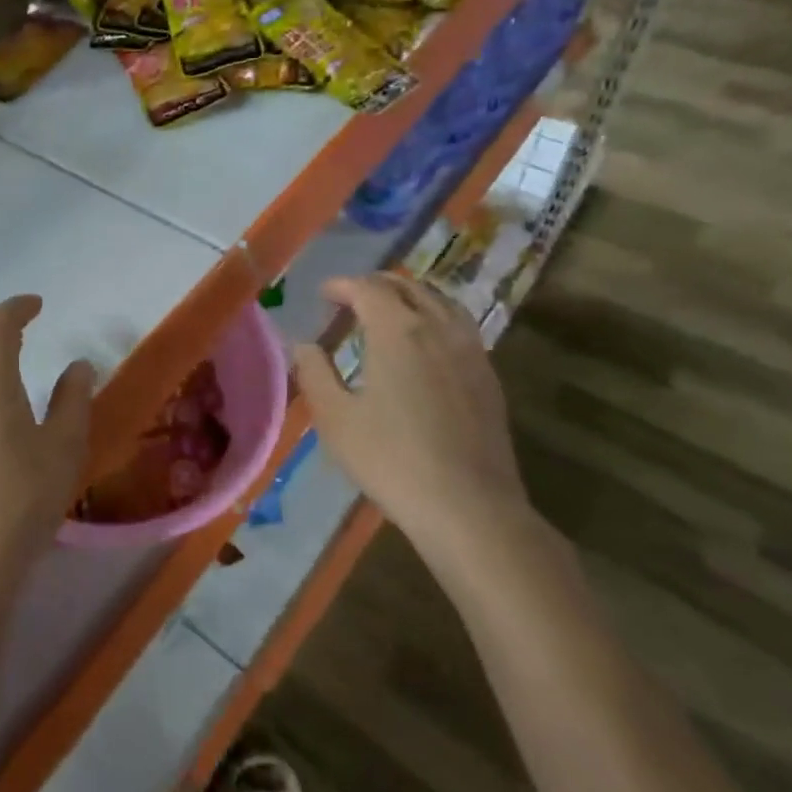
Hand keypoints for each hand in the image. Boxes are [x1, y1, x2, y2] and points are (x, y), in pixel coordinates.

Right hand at [292, 274, 529, 560]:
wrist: (468, 506)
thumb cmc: (391, 459)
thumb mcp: (335, 418)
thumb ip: (314, 372)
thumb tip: (303, 344)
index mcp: (398, 331)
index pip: (368, 288)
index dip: (342, 285)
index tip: (323, 294)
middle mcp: (438, 328)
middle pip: (408, 286)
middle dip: (376, 285)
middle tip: (351, 298)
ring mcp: (471, 350)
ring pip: (441, 301)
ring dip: (410, 296)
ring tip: (390, 311)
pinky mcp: (488, 376)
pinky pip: (460, 326)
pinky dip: (435, 317)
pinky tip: (425, 344)